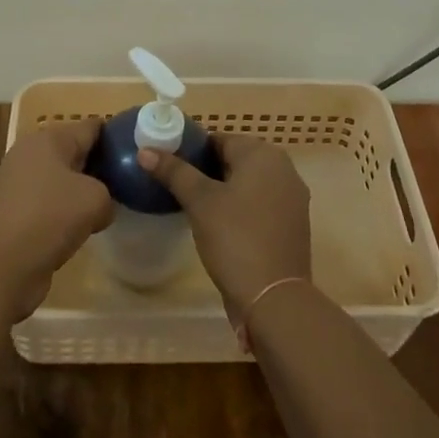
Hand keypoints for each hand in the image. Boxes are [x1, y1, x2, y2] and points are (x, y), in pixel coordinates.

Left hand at [0, 119, 113, 319]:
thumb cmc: (51, 218)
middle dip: (98, 164)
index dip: (116, 136)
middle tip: (125, 180)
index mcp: (49, 138)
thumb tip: (101, 205)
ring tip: (105, 205)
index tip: (135, 152)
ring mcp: (15, 181)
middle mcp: (29, 152)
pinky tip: (78, 226)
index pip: (91, 127)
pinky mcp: (10, 209)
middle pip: (73, 150)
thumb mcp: (96, 200)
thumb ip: (108, 193)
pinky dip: (61, 210)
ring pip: (59, 178)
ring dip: (79, 190)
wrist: (2, 266)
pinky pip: (46, 201)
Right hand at [140, 135, 311, 318]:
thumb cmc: (235, 238)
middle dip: (208, 170)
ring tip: (195, 206)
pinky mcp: (293, 224)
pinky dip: (242, 207)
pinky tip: (221, 225)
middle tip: (179, 187)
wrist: (273, 298)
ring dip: (225, 189)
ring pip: (249, 183)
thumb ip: (174, 172)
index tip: (171, 167)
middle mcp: (284, 169)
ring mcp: (292, 198)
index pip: (221, 139)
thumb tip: (145, 151)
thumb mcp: (200, 202)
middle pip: (236, 160)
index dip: (193, 151)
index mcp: (263, 155)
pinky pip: (261, 204)